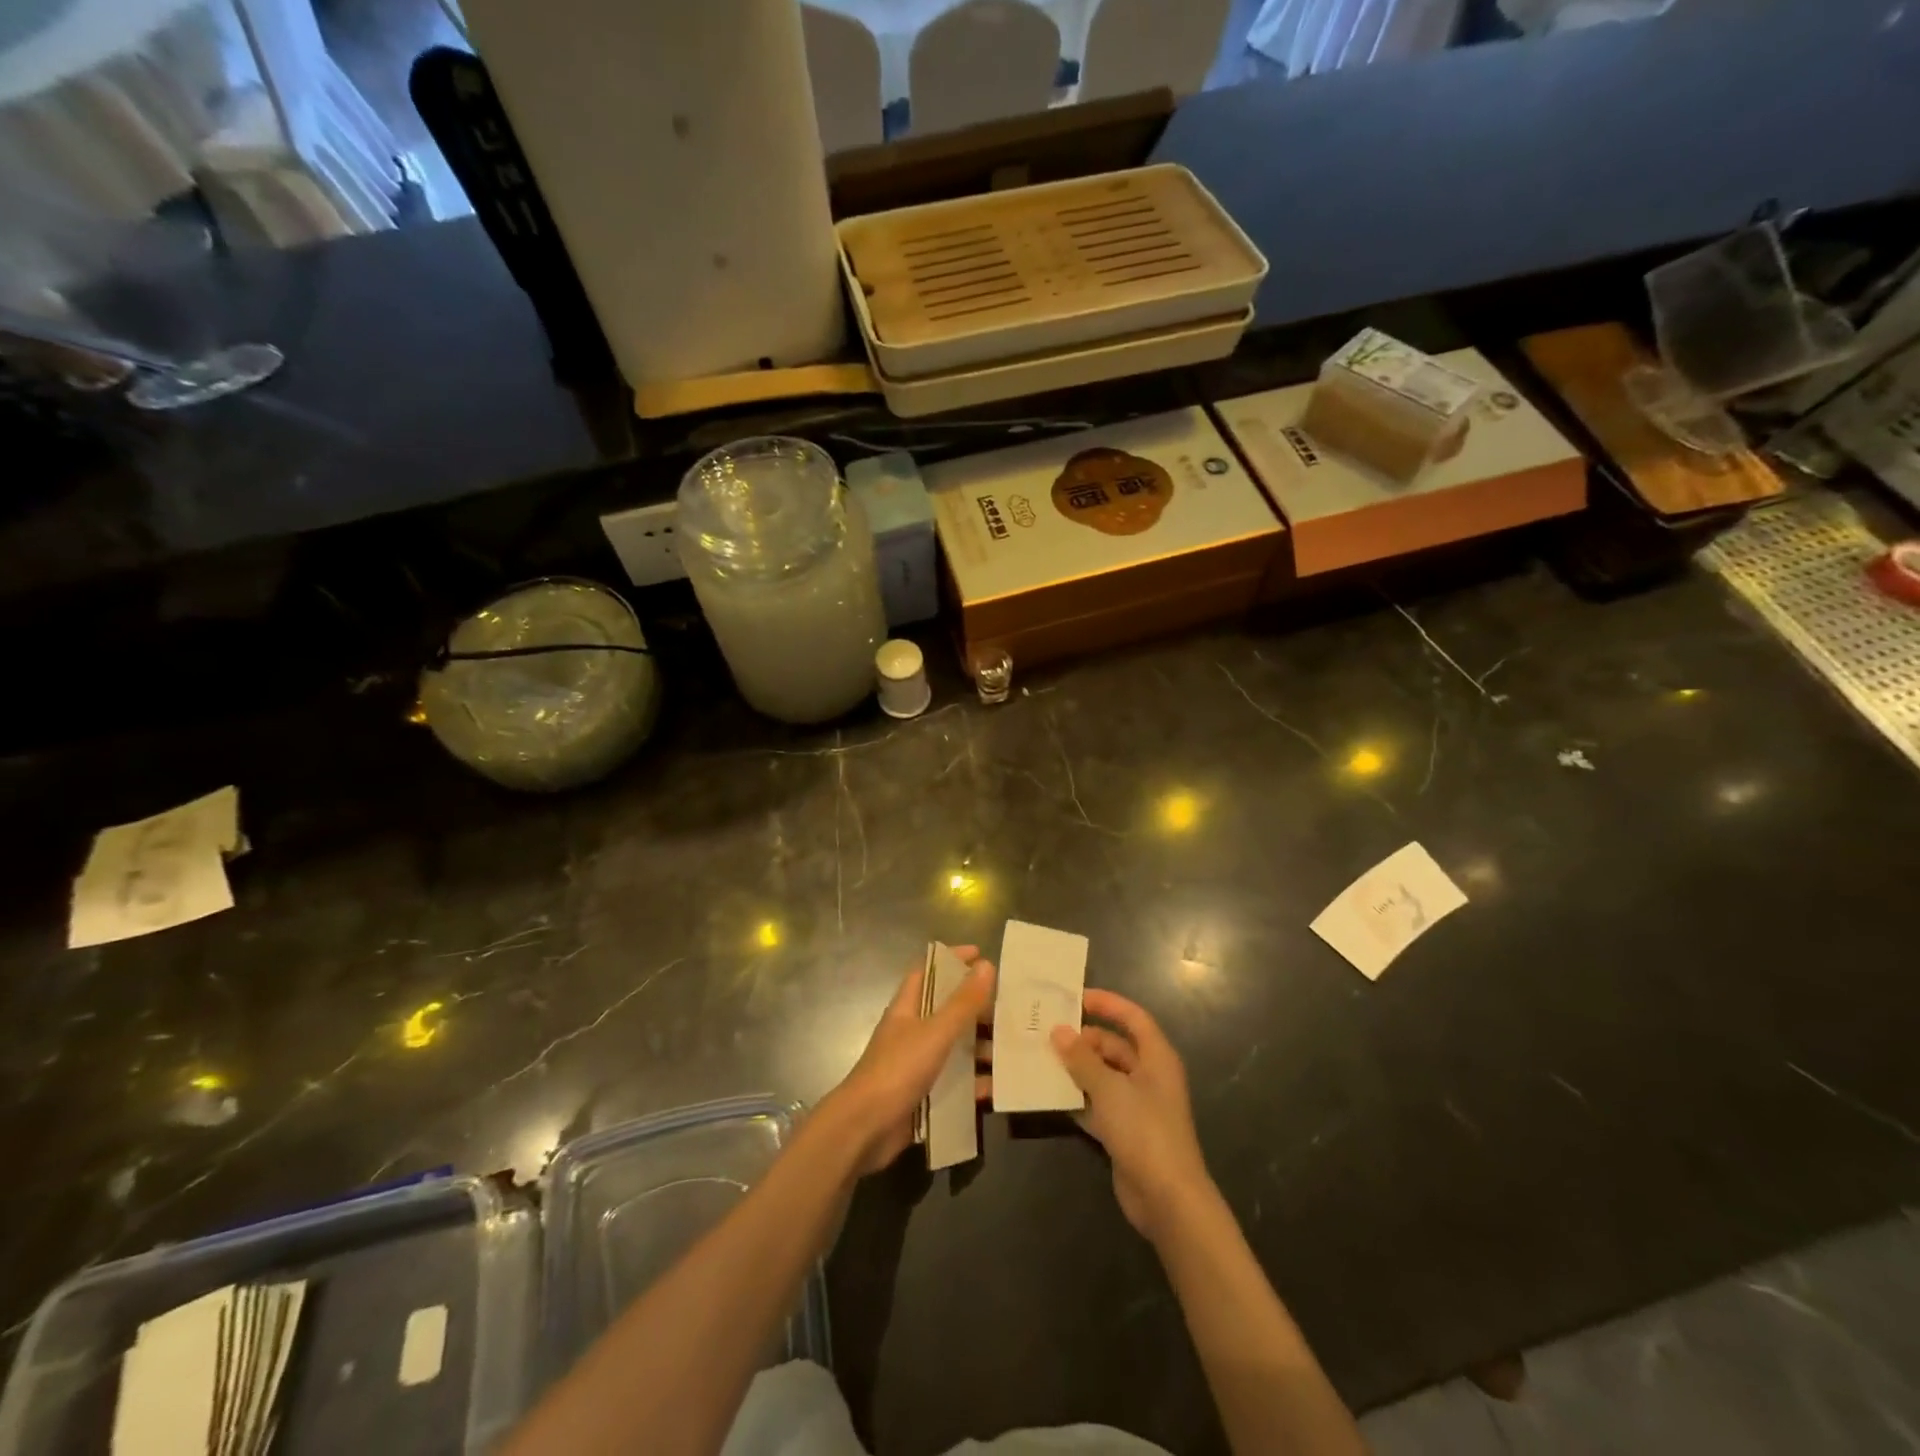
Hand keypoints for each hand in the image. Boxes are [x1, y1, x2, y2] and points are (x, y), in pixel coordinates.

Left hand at [820, 947, 994, 1175]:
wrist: (864, 1130)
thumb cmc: (897, 1070)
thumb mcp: (935, 1033)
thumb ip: (962, 1002)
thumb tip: (986, 964)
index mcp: (907, 1008)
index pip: (928, 972)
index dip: (951, 960)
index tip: (982, 954)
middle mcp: (912, 1032)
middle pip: (947, 1011)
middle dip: (977, 1008)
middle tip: (1011, 1009)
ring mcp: (917, 1065)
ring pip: (955, 1048)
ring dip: (980, 1048)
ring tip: (1014, 1050)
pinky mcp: (924, 1095)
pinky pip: (956, 1084)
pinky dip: (975, 1084)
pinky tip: (999, 1087)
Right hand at [1051, 990, 1213, 1241]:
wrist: (1167, 1199)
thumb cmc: (1144, 1130)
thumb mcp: (1110, 1089)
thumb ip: (1082, 1060)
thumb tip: (1058, 1032)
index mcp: (1156, 1057)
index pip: (1133, 1018)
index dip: (1107, 1004)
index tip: (1075, 997)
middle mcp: (1148, 1076)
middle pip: (1114, 1046)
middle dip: (1083, 1040)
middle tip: (1046, 1033)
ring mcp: (1136, 1105)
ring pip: (1102, 1076)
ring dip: (1076, 1069)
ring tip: (1040, 1058)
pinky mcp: (1124, 1131)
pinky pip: (1097, 1104)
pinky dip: (1077, 1098)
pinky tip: (1049, 1094)